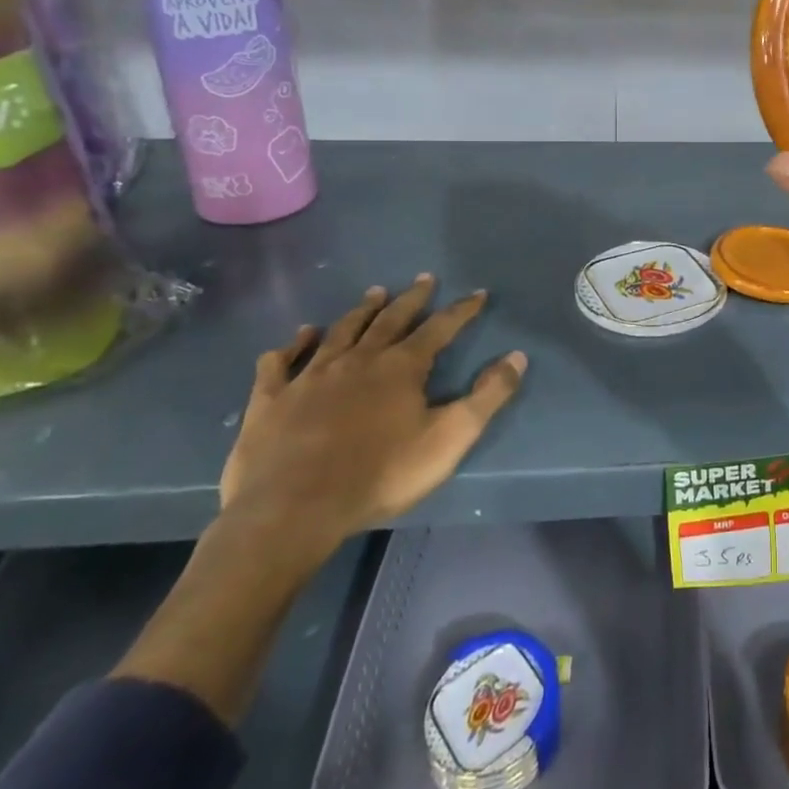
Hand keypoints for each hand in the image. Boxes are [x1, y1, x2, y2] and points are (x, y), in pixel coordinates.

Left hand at [219, 275, 527, 560]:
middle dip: (411, 299)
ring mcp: (310, 376)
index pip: (440, 328)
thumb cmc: (381, 474)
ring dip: (360, 311)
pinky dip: (292, 345)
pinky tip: (299, 336)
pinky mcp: (271, 400)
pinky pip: (280, 363)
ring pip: (340, 332)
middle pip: (390, 320)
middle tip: (423, 279)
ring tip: (374, 293)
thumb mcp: (450, 437)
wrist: (293, 509)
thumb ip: (487, 396)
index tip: (477, 294)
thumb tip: (517, 357)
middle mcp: (357, 360)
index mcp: (401, 367)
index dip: (462, 310)